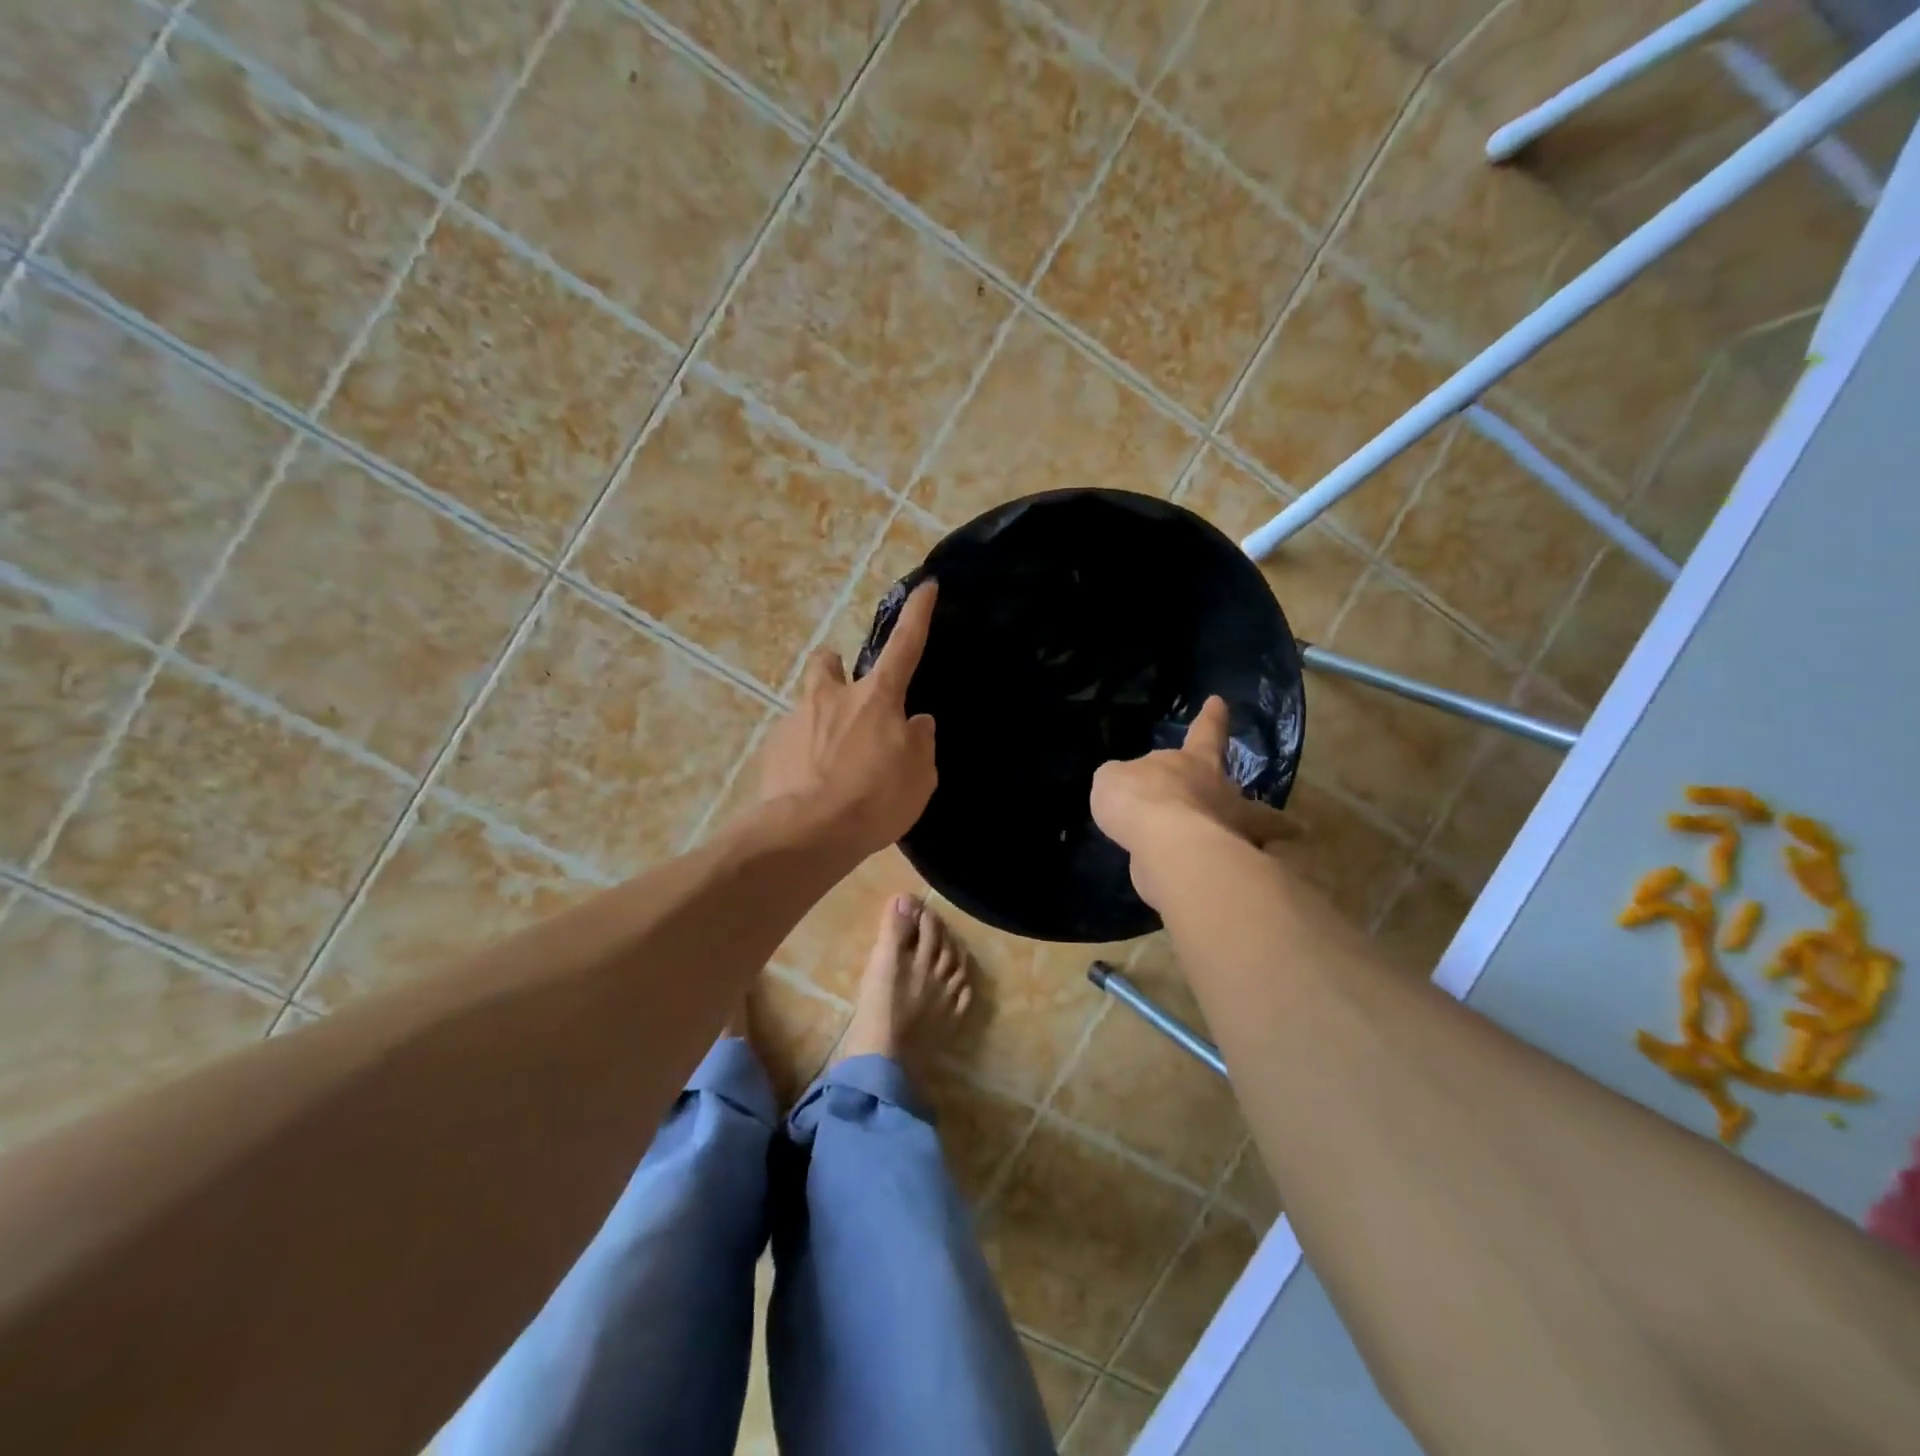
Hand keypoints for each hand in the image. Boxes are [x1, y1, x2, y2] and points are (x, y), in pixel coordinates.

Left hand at [757, 582, 938, 860]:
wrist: (807, 833)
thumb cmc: (874, 799)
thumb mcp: (919, 776)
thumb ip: (920, 744)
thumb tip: (916, 723)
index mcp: (877, 698)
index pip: (905, 645)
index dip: (917, 614)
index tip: (925, 585)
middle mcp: (832, 697)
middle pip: (828, 661)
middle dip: (836, 668)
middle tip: (846, 695)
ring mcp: (797, 720)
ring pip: (807, 704)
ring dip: (819, 719)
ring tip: (830, 761)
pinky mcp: (772, 748)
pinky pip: (792, 741)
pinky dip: (803, 755)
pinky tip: (810, 786)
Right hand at [1091, 696, 1294, 908]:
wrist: (1165, 843)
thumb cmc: (1141, 797)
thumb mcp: (1115, 780)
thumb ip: (1126, 783)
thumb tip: (1134, 793)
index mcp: (1194, 763)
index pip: (1204, 732)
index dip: (1210, 719)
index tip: (1218, 703)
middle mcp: (1220, 794)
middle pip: (1243, 796)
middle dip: (1255, 807)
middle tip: (1277, 820)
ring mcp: (1230, 832)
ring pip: (1252, 834)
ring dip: (1259, 840)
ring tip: (1264, 852)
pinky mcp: (1228, 867)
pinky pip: (1230, 865)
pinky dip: (1228, 870)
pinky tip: (1218, 879)